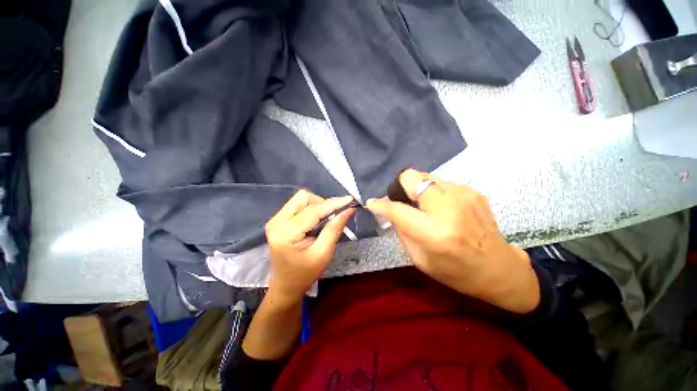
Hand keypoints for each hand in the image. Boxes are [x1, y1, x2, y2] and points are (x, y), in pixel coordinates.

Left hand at [265, 190, 354, 300]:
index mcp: (286, 233)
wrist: (285, 286)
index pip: (313, 210)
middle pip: (303, 198)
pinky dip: (311, 208)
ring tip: (326, 218)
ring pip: (300, 199)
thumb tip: (348, 210)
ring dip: (317, 205)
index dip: (333, 203)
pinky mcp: (277, 220)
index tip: (349, 200)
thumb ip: (334, 229)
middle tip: (334, 215)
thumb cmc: (305, 274)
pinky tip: (317, 219)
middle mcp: (276, 221)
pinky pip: (297, 205)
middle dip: (322, 203)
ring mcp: (275, 220)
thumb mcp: (323, 253)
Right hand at [366, 169, 539, 312]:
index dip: (380, 204)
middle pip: (412, 178)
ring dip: (417, 189)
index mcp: (435, 234)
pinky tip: (442, 207)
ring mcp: (464, 196)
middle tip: (401, 199)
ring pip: (425, 176)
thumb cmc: (456, 271)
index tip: (372, 203)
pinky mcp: (472, 191)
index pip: (397, 210)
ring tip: (423, 206)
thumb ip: (402, 231)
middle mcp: (449, 209)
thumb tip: (389, 210)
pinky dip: (434, 192)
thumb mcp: (420, 260)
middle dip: (400, 186)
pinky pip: (441, 183)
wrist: (499, 268)